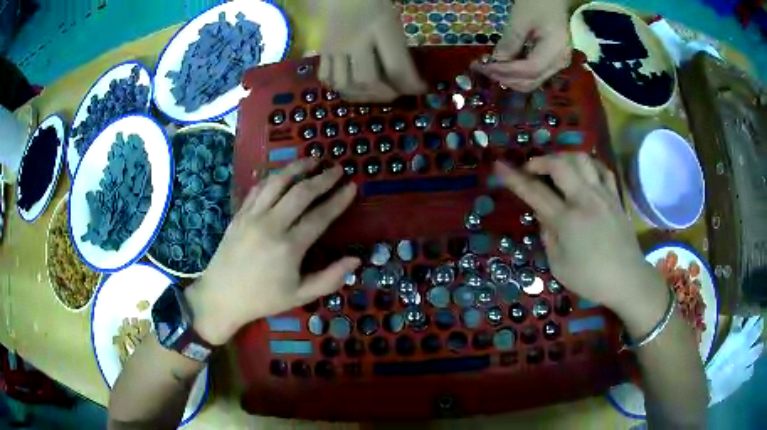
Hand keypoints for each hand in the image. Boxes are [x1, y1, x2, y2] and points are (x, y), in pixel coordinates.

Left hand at [186, 159, 359, 344]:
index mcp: (289, 247)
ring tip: (313, 160)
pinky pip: (258, 188)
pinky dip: (273, 177)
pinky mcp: (239, 214)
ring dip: (297, 168)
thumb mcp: (300, 297)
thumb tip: (356, 259)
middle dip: (322, 178)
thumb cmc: (263, 299)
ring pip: (277, 183)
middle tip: (337, 169)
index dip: (338, 200)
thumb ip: (330, 279)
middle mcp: (271, 225)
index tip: (352, 186)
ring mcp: (252, 216)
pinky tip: (283, 174)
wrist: (221, 296)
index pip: (320, 216)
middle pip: (301, 192)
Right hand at [318, 0, 425, 101]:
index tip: (420, 90)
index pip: (396, 66)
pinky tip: (350, 86)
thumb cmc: (373, 5)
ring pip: (344, 83)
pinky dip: (339, 87)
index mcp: (380, 28)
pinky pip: (325, 77)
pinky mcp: (322, 50)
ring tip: (373, 94)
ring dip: (360, 95)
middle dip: (384, 94)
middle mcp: (355, 40)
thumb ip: (399, 49)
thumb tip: (409, 80)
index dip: (410, 85)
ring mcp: (335, 46)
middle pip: (367, 80)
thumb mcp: (392, 22)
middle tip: (395, 93)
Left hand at [472, 0, 570, 91]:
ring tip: (488, 68)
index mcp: (556, 52)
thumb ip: (510, 41)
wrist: (552, 0)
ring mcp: (556, 65)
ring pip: (531, 81)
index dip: (506, 72)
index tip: (485, 67)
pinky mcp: (550, 62)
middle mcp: (559, 64)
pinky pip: (532, 73)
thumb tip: (496, 61)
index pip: (530, 70)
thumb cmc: (538, 4)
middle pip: (531, 81)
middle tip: (482, 69)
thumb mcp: (521, 19)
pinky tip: (500, 65)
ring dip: (508, 78)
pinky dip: (515, 73)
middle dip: (505, 78)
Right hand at [495, 154, 666, 315]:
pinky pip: (602, 169)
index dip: (514, 178)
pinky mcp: (615, 196)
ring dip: (564, 157)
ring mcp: (603, 195)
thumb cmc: (591, 278)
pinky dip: (588, 164)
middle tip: (532, 169)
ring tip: (557, 168)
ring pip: (582, 159)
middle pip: (560, 164)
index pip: (535, 193)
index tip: (499, 166)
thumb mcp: (559, 265)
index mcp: (567, 220)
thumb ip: (548, 235)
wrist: (627, 279)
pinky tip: (583, 172)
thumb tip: (542, 213)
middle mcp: (585, 200)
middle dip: (541, 160)